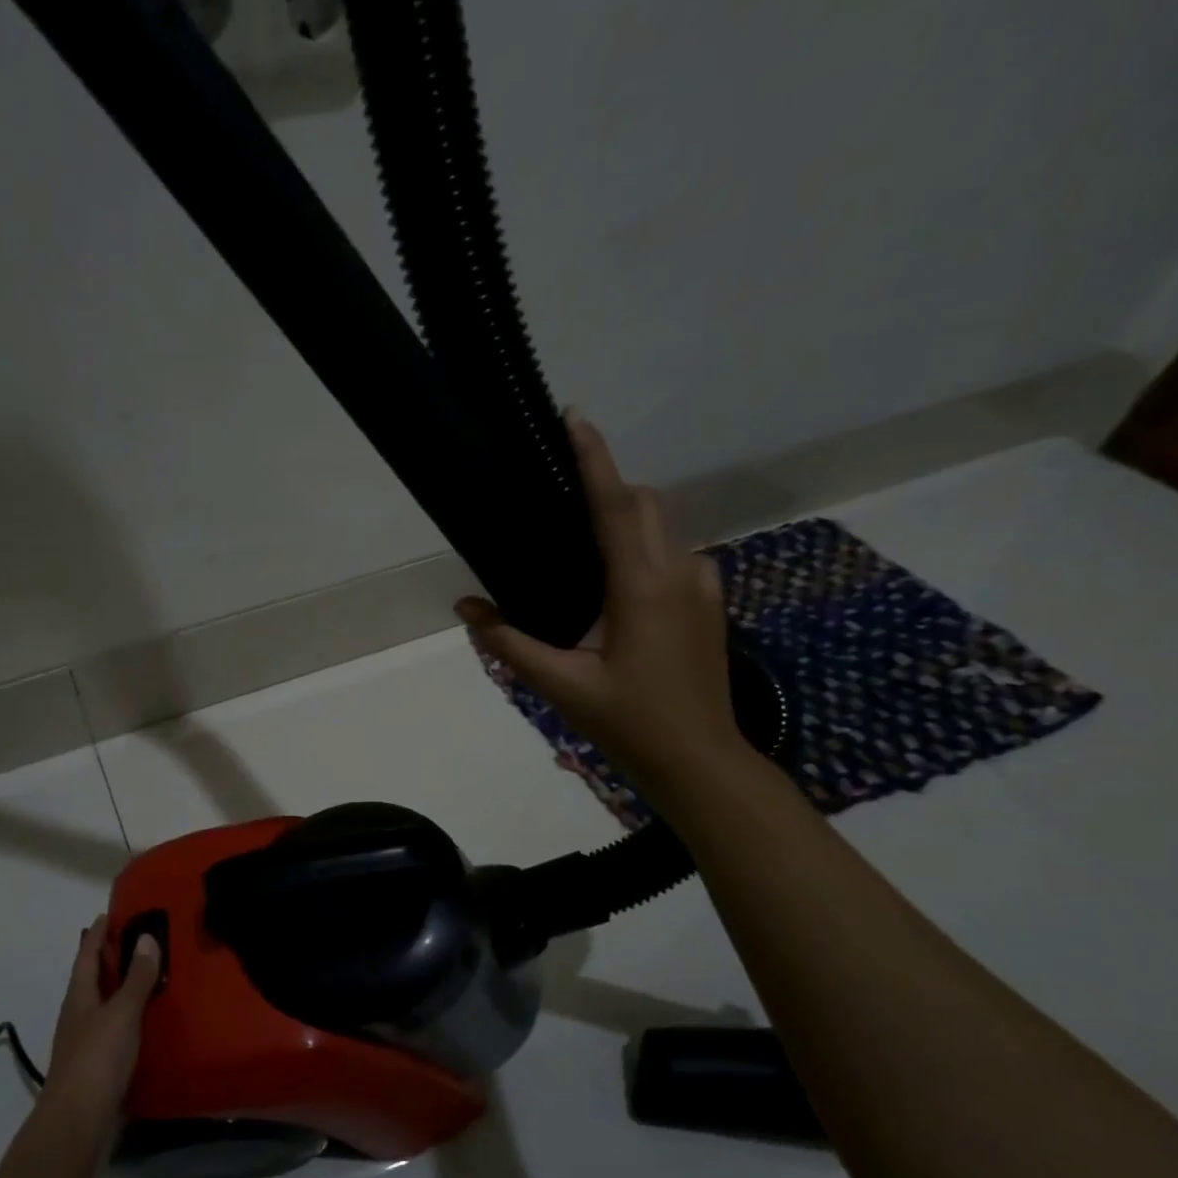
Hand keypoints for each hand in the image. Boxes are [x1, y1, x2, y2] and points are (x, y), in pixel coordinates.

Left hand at [39, 916, 160, 1138]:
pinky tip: (141, 1021)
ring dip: (116, 987)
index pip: (86, 955)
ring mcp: (83, 1042)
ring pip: (99, 1004)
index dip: (97, 934)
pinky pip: (110, 1028)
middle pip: (90, 978)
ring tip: (141, 975)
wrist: (76, 1123)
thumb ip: (136, 978)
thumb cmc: (97, 1059)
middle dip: (106, 958)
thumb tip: (146, 937)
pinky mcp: (94, 1067)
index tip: (107, 914)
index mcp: (79, 996)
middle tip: (129, 938)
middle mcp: (77, 1015)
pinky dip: (124, 1016)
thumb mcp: (122, 1012)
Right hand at [456, 410, 743, 797]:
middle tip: (560, 498)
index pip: (614, 504)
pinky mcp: (712, 601)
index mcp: (642, 585)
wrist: (700, 760)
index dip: (594, 458)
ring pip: (663, 525)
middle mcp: (679, 571)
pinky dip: (645, 546)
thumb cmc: (629, 722)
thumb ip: (509, 643)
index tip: (574, 417)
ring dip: (626, 517)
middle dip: (606, 485)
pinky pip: (675, 552)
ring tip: (583, 544)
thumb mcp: (561, 685)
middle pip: (643, 503)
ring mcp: (704, 585)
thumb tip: (465, 608)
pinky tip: (618, 585)